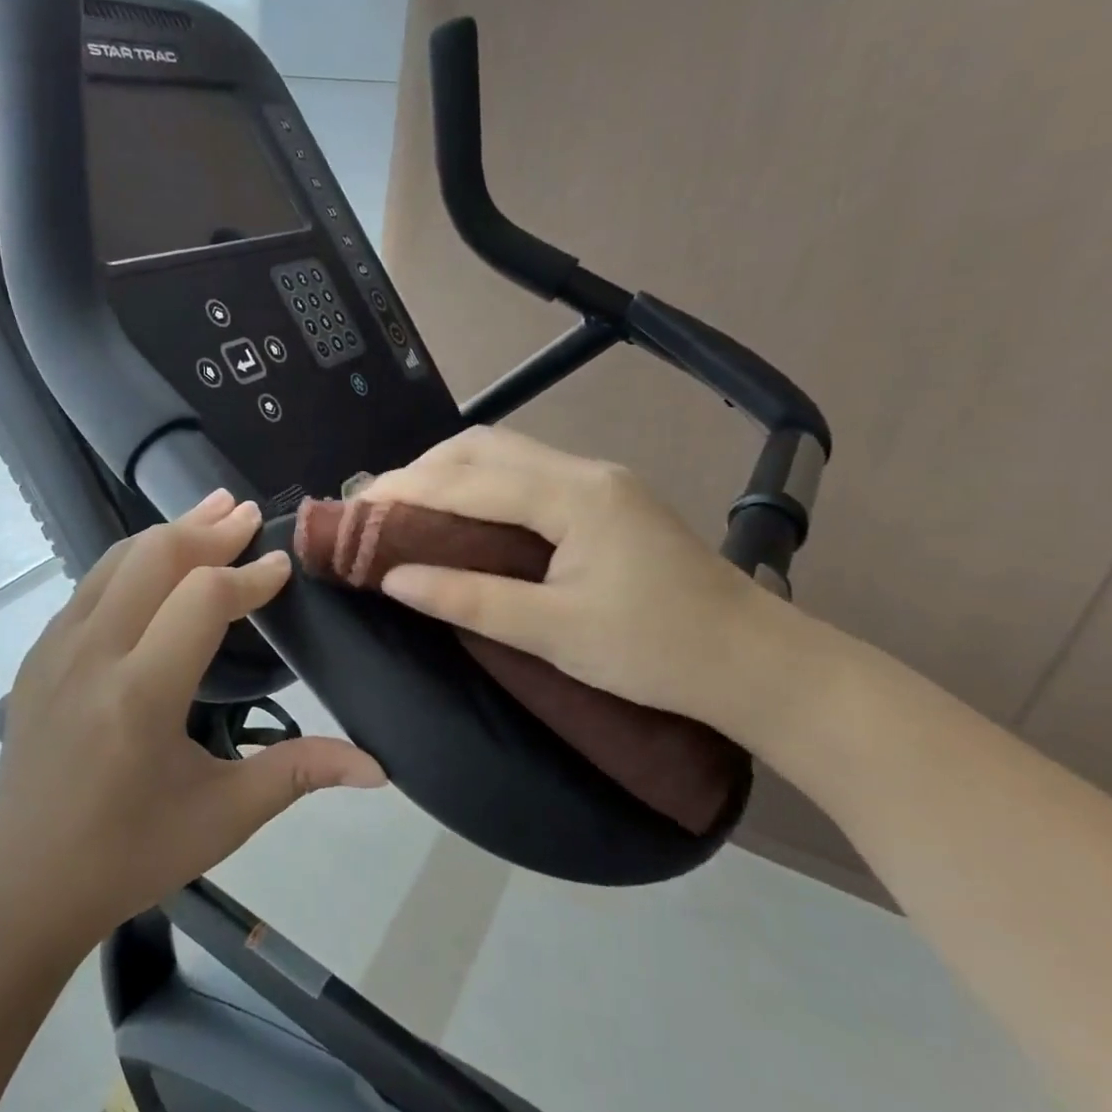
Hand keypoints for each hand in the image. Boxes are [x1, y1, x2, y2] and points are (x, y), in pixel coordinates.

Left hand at [0, 490, 386, 948]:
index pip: (203, 600)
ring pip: (117, 561)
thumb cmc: (130, 854)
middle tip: (247, 514)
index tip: (282, 567)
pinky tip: (157, 562)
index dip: (250, 576)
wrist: (24, 885)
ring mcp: (55, 650)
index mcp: (140, 696)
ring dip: (168, 532)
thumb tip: (378, 767)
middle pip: (154, 557)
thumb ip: (299, 774)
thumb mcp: (223, 817)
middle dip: (208, 530)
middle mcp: (92, 656)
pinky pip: (91, 585)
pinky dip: (133, 560)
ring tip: (210, 511)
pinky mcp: (37, 654)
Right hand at [361, 425, 811, 748]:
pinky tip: (462, 514)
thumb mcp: (555, 633)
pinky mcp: (606, 499)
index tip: (353, 509)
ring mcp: (599, 481)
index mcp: (574, 496)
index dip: (404, 490)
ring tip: (407, 508)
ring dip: (449, 473)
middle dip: (421, 470)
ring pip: (504, 454)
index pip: (468, 480)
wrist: (758, 663)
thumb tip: (395, 579)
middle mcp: (584, 471)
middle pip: (483, 447)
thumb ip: (471, 600)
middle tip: (376, 509)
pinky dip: (479, 485)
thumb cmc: (657, 653)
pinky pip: (525, 474)